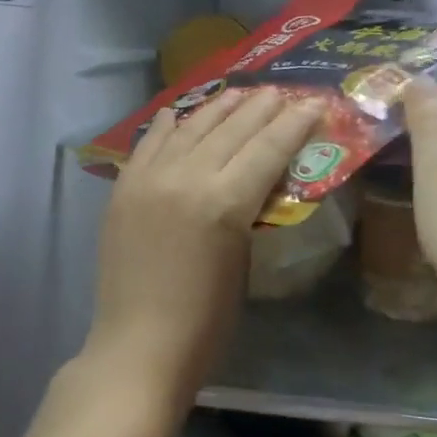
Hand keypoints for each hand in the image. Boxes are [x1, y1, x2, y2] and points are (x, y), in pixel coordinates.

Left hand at [82, 88, 321, 411]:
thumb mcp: (243, 261)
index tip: (312, 102)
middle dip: (261, 107)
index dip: (293, 123)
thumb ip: (249, 210)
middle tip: (282, 91)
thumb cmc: (205, 321)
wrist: (139, 345)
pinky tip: (179, 112)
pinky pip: (148, 144)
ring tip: (240, 92)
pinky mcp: (124, 188)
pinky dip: (168, 126)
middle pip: (231, 129)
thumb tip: (257, 179)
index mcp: (224, 202)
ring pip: (190, 128)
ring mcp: (149, 179)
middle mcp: (186, 177)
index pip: (267, 148)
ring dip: (218, 108)